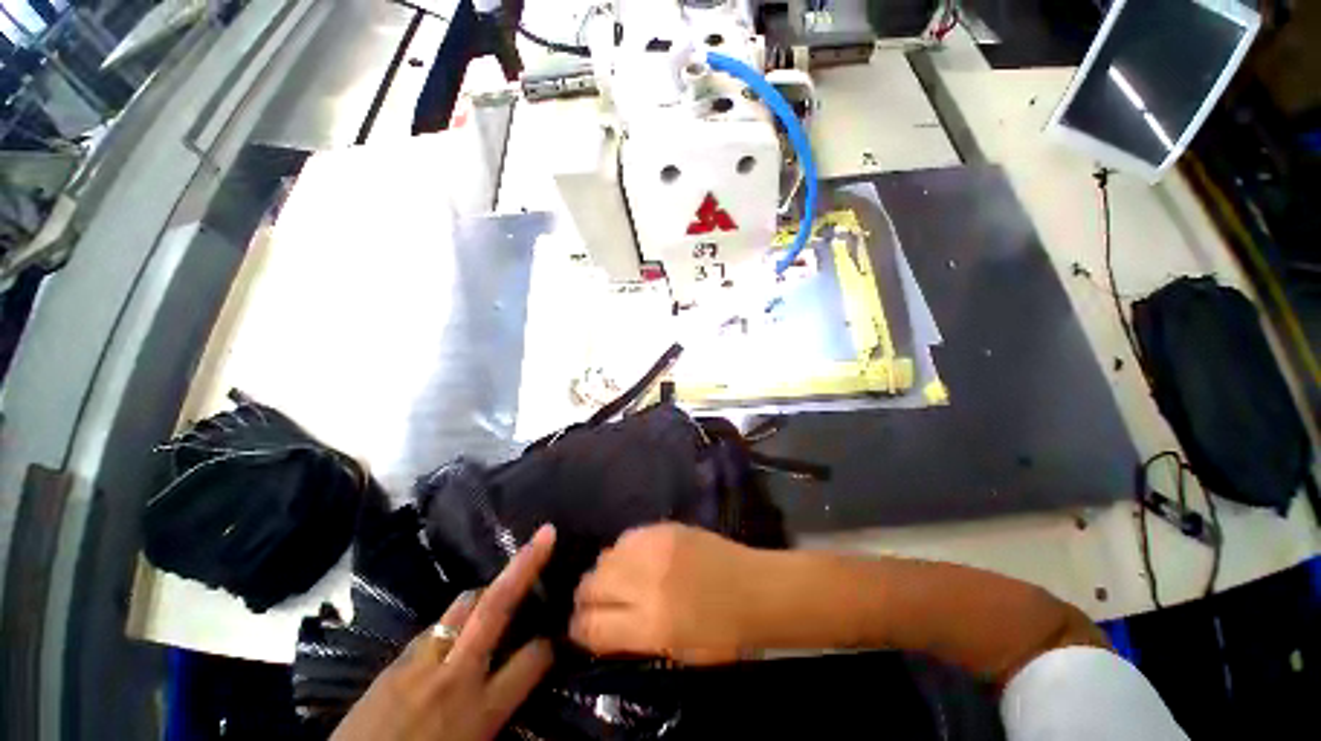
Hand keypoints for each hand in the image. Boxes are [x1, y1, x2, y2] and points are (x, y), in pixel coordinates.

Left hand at [332, 525, 556, 740]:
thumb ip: (499, 706)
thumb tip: (519, 678)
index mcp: (481, 710)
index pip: (532, 660)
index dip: (550, 645)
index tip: (557, 637)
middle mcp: (456, 675)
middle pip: (497, 605)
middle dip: (525, 565)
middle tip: (546, 534)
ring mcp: (421, 663)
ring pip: (463, 605)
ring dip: (486, 592)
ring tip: (498, 590)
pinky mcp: (394, 662)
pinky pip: (434, 627)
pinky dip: (452, 621)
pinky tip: (453, 631)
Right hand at [570, 523, 760, 663]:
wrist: (753, 588)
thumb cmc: (721, 632)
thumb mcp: (675, 652)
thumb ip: (633, 638)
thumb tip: (601, 626)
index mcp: (651, 624)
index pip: (592, 626)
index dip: (578, 629)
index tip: (578, 628)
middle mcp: (647, 581)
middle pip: (592, 584)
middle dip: (585, 597)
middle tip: (592, 602)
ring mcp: (656, 548)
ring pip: (606, 555)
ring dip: (604, 571)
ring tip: (614, 579)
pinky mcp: (666, 527)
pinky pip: (628, 536)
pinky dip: (624, 550)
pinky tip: (635, 558)